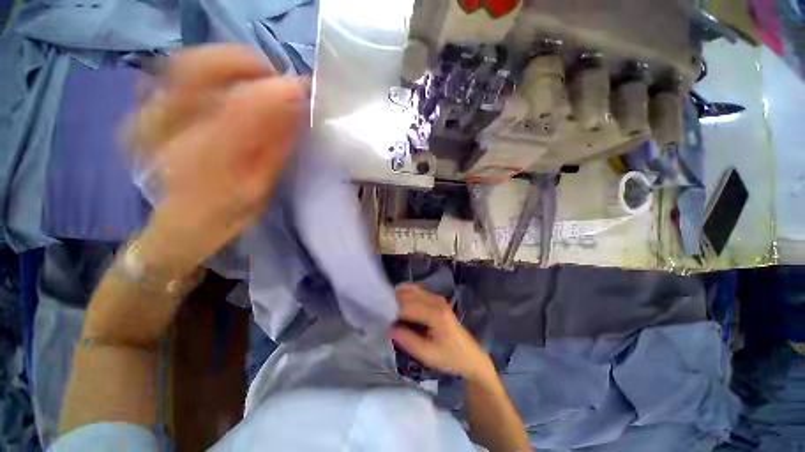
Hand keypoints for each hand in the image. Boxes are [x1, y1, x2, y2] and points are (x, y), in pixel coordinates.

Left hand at [128, 44, 306, 275]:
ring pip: (184, 63)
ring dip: (225, 64)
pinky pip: (171, 73)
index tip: (302, 87)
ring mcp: (146, 116)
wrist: (178, 226)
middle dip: (245, 63)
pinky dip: (204, 71)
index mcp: (204, 161)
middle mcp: (166, 130)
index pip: (242, 106)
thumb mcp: (259, 189)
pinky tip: (225, 87)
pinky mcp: (142, 112)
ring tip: (253, 80)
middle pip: (200, 67)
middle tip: (274, 77)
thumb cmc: (225, 216)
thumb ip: (276, 149)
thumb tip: (296, 112)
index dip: (276, 91)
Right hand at [390, 284, 495, 382]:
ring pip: (413, 290)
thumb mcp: (427, 355)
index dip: (392, 311)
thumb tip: (388, 328)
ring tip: (389, 309)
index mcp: (435, 314)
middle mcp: (436, 301)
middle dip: (394, 302)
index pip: (406, 307)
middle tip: (381, 313)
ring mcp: (438, 299)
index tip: (380, 318)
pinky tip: (400, 304)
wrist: (472, 357)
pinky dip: (407, 295)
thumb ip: (407, 340)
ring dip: (400, 297)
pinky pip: (418, 291)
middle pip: (409, 295)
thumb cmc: (450, 357)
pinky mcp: (438, 300)